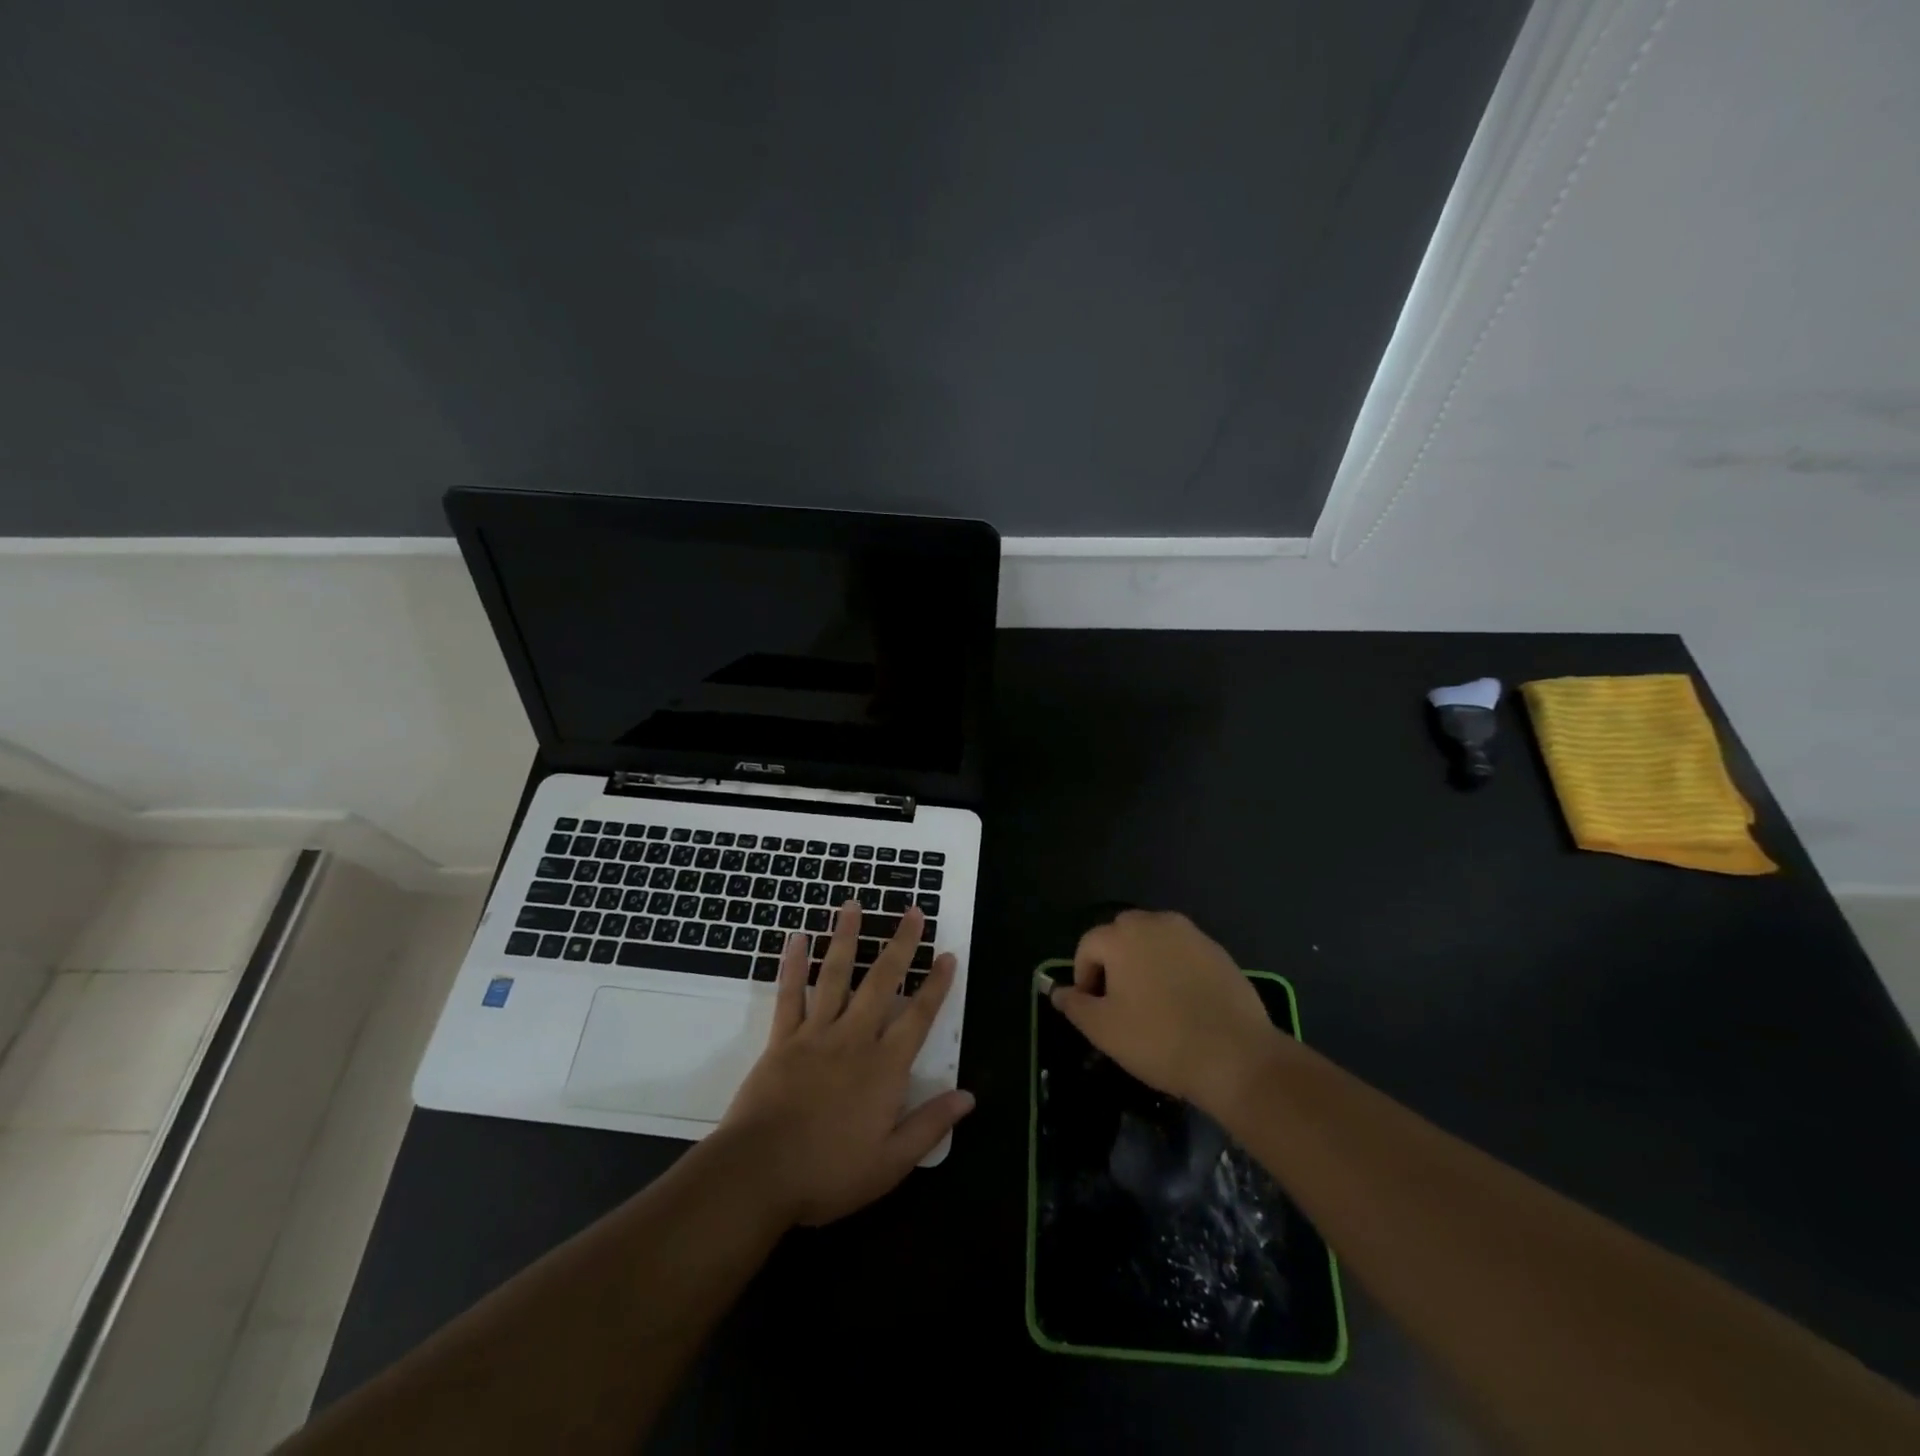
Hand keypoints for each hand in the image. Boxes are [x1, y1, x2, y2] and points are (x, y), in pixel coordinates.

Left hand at [720, 901, 973, 1226]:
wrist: (759, 1174)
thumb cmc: (829, 1173)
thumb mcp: (891, 1163)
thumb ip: (930, 1126)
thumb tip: (968, 1097)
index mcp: (884, 1067)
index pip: (918, 1017)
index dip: (936, 985)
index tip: (947, 955)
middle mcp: (854, 1039)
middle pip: (882, 982)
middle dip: (901, 945)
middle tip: (912, 911)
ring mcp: (815, 1034)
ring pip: (836, 975)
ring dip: (847, 938)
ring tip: (853, 905)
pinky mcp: (782, 1039)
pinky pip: (790, 994)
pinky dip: (793, 965)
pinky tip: (797, 938)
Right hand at [1051, 910, 1280, 1115]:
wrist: (1236, 1056)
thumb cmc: (1159, 1040)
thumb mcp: (1104, 1029)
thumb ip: (1075, 1005)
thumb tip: (1058, 991)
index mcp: (1122, 936)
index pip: (1088, 945)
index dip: (1083, 975)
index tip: (1093, 1007)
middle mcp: (1155, 923)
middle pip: (1122, 934)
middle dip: (1114, 961)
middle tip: (1120, 1001)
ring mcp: (1191, 934)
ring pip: (1155, 940)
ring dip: (1145, 961)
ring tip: (1152, 1001)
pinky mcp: (1219, 951)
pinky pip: (1183, 952)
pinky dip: (1175, 969)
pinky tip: (1183, 1003)